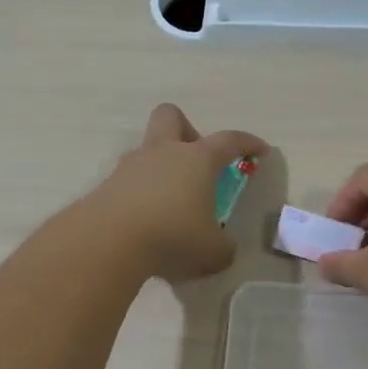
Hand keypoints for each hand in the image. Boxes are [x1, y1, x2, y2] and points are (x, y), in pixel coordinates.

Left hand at [86, 104, 266, 282]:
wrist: (108, 242)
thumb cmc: (173, 236)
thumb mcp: (213, 251)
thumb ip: (223, 246)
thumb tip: (222, 247)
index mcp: (197, 159)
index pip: (229, 140)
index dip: (248, 143)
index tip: (260, 150)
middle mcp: (163, 153)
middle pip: (171, 117)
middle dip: (187, 131)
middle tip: (197, 162)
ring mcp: (130, 167)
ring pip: (147, 151)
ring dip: (161, 169)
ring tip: (170, 204)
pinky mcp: (107, 187)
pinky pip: (130, 181)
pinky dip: (141, 195)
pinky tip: (146, 222)